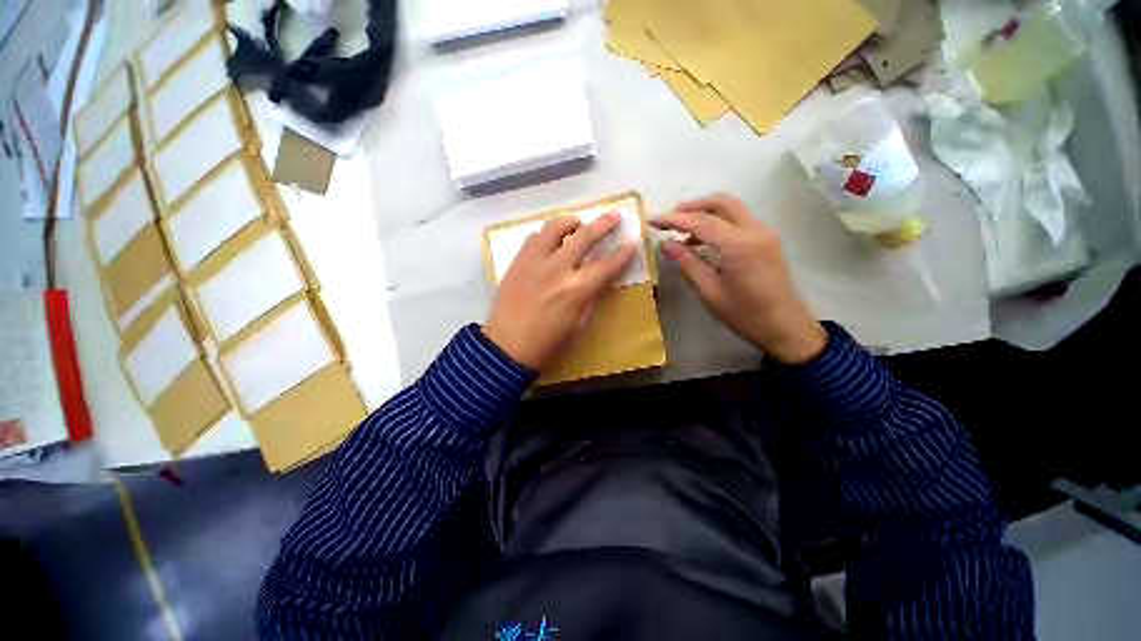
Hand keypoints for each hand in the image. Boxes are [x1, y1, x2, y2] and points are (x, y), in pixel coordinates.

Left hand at [483, 213, 635, 369]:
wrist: (507, 346)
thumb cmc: (548, 341)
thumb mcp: (579, 322)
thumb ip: (592, 295)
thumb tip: (600, 277)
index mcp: (577, 289)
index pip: (607, 265)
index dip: (623, 253)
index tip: (632, 242)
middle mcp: (557, 268)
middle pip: (585, 236)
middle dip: (604, 224)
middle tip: (614, 215)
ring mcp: (535, 261)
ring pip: (556, 226)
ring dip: (571, 223)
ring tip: (577, 226)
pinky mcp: (518, 260)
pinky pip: (534, 237)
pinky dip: (547, 235)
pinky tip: (550, 243)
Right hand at [651, 194, 826, 364]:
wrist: (784, 326)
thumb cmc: (743, 314)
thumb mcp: (709, 291)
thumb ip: (687, 263)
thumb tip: (666, 243)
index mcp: (738, 246)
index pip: (701, 222)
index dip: (674, 219)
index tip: (652, 220)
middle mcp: (754, 231)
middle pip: (721, 203)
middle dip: (693, 205)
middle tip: (670, 217)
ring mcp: (763, 233)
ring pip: (732, 208)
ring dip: (706, 211)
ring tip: (682, 227)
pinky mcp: (766, 240)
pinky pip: (739, 220)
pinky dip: (718, 221)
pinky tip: (703, 238)